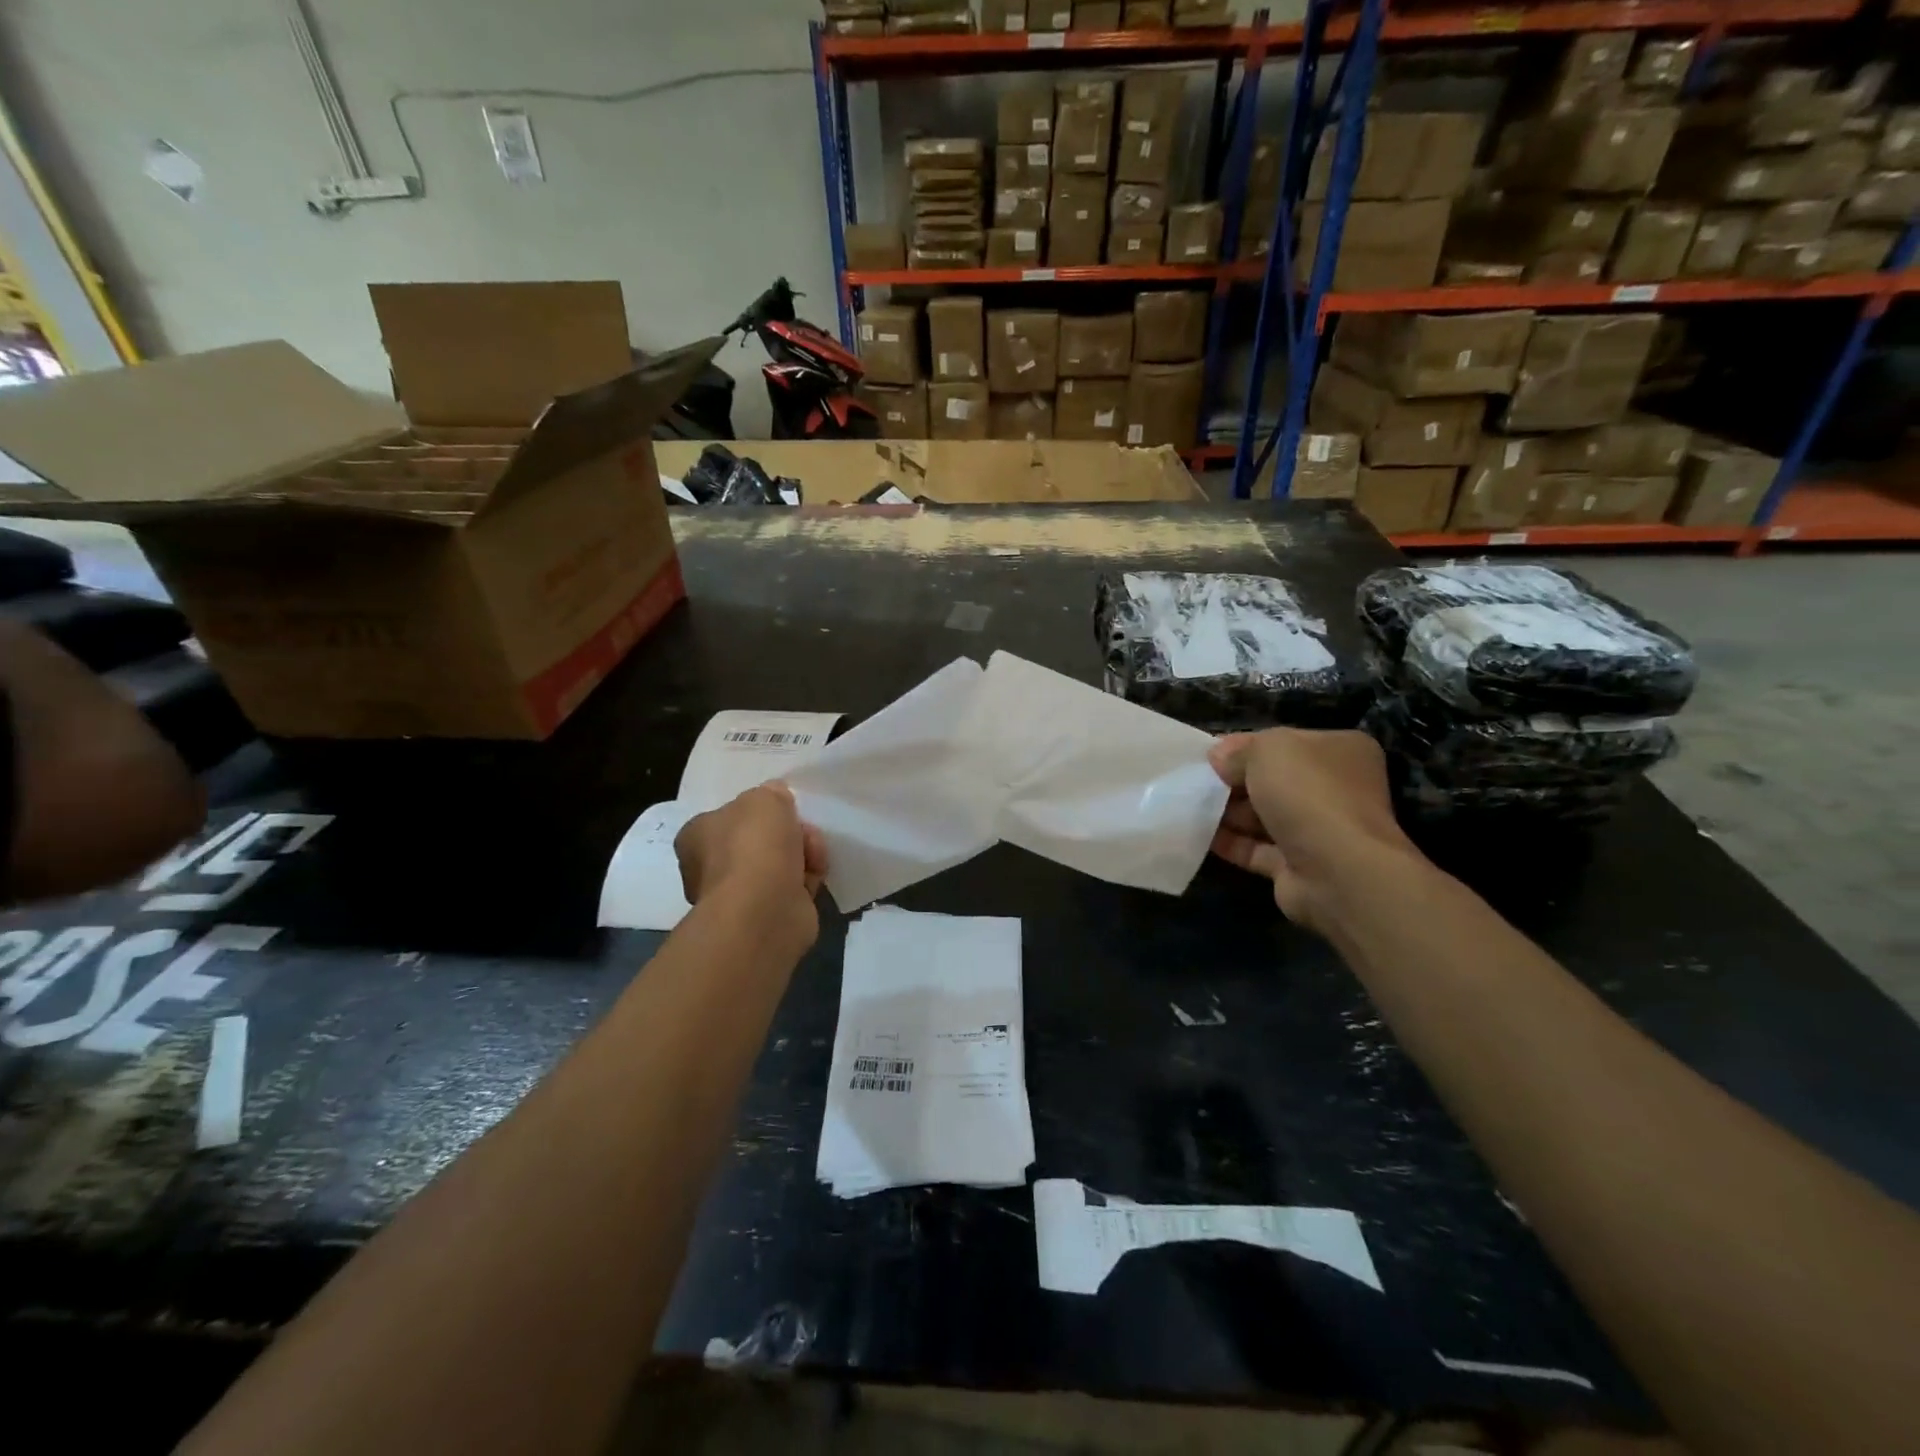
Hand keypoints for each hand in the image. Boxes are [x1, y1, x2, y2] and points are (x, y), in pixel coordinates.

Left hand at [675, 783, 827, 946]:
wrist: (764, 909)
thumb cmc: (753, 846)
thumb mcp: (765, 798)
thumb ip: (771, 793)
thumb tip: (776, 799)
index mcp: (696, 837)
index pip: (728, 817)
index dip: (759, 811)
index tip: (782, 809)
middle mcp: (710, 867)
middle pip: (759, 840)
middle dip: (788, 832)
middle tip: (804, 830)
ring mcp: (739, 895)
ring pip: (780, 863)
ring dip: (803, 854)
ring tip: (814, 855)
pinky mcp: (766, 915)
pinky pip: (792, 887)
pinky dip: (807, 879)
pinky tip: (816, 875)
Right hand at [1207, 729, 1422, 934]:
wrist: (1336, 870)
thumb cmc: (1307, 793)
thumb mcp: (1268, 750)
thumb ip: (1239, 751)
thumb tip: (1218, 756)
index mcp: (1340, 751)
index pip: (1285, 742)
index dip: (1244, 746)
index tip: (1209, 755)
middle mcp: (1335, 789)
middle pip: (1273, 780)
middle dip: (1233, 781)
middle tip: (1195, 782)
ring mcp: (1319, 830)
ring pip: (1263, 815)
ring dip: (1228, 812)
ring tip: (1188, 807)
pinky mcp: (1299, 865)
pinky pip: (1256, 848)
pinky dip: (1230, 842)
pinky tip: (1198, 835)